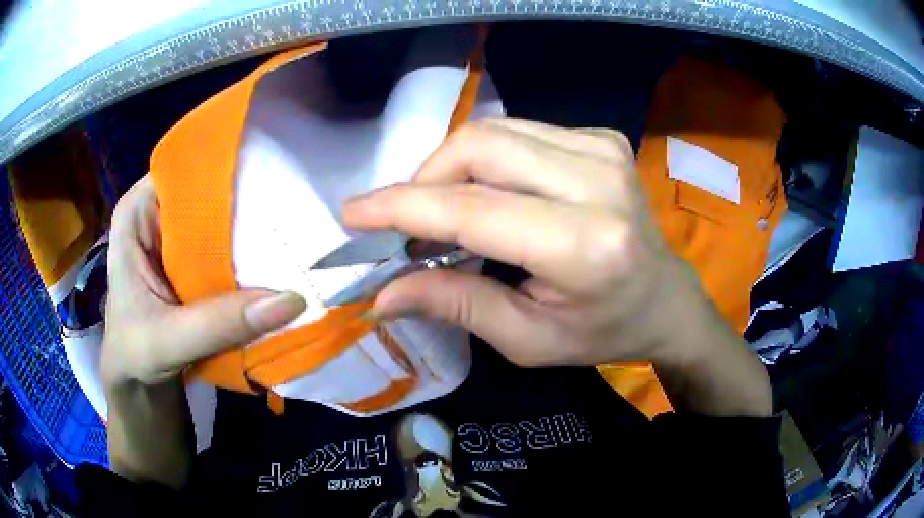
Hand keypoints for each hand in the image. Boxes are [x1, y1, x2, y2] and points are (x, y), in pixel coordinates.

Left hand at [101, 175, 304, 388]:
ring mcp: (177, 236)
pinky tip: (279, 262)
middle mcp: (159, 212)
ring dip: (255, 232)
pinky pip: (228, 247)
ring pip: (223, 219)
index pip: (187, 170)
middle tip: (299, 210)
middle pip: (211, 191)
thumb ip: (219, 323)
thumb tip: (293, 300)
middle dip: (250, 200)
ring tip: (298, 233)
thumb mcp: (169, 341)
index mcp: (138, 212)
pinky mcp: (194, 260)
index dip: (229, 169)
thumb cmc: (133, 355)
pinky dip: (251, 257)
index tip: (277, 174)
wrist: (137, 384)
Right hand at [345, 119, 770, 415]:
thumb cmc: (601, 331)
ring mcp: (604, 149)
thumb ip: (455, 305)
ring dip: (450, 168)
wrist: (663, 298)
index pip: (473, 210)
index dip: (402, 208)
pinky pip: (519, 132)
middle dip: (423, 180)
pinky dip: (485, 159)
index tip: (354, 213)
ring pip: (493, 131)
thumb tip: (382, 293)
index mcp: (586, 247)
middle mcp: (599, 182)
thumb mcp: (527, 339)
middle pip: (478, 147)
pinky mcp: (603, 138)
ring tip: (441, 211)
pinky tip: (488, 193)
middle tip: (405, 222)